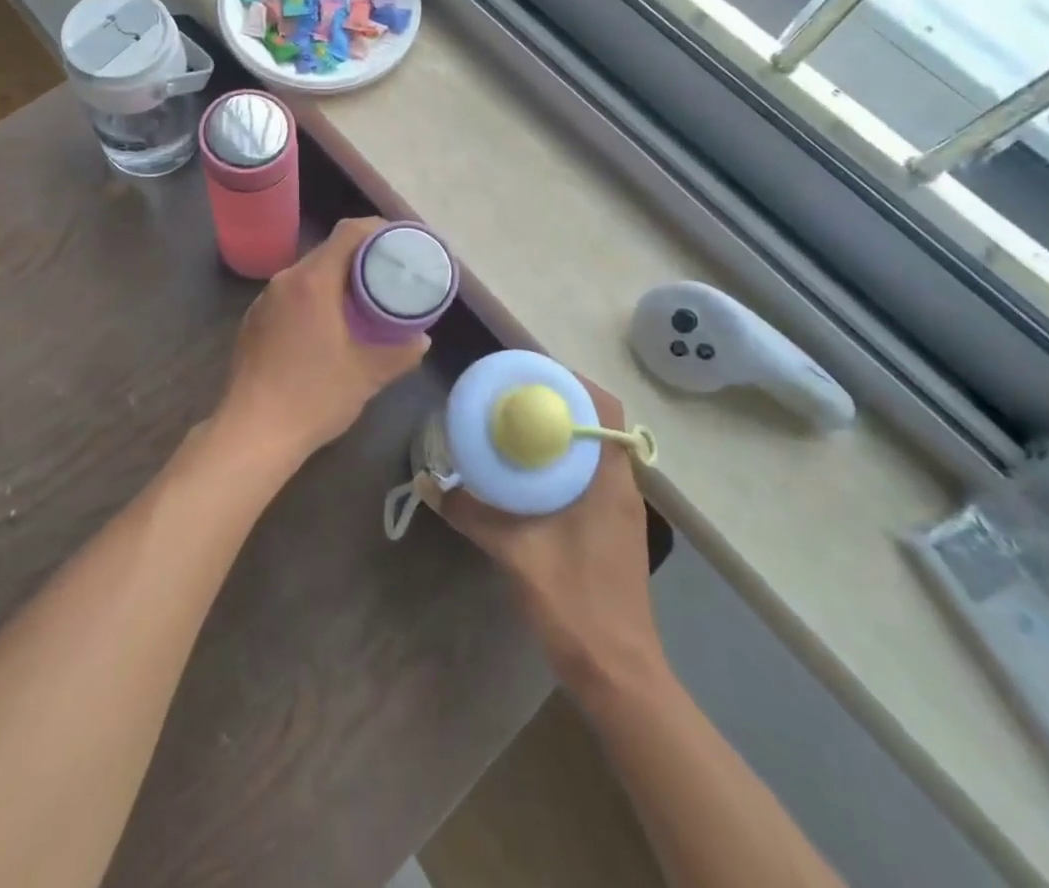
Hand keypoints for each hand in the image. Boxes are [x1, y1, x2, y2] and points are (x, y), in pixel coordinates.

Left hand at [219, 216, 430, 468]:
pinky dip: (313, 298)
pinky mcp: (253, 321)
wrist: (251, 433)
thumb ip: (400, 353)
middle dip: (360, 257)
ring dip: (335, 279)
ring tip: (362, 299)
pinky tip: (327, 324)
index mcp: (312, 281)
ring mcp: (264, 300)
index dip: (377, 229)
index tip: (400, 242)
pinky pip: (290, 295)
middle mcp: (284, 281)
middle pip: (328, 251)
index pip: (348, 233)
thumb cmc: (313, 397)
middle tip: (389, 274)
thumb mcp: (366, 375)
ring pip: (307, 274)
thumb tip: (422, 339)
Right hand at [440, 380, 664, 696]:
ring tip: (513, 425)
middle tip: (511, 395)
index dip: (572, 382)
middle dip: (556, 402)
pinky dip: (559, 461)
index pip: (604, 408)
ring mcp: (619, 509)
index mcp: (609, 480)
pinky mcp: (610, 527)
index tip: (530, 374)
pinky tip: (525, 474)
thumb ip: (471, 514)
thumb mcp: (515, 553)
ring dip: (558, 432)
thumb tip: (427, 484)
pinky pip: (587, 475)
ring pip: (592, 450)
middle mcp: (621, 485)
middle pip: (596, 423)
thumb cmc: (576, 604)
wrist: (618, 673)